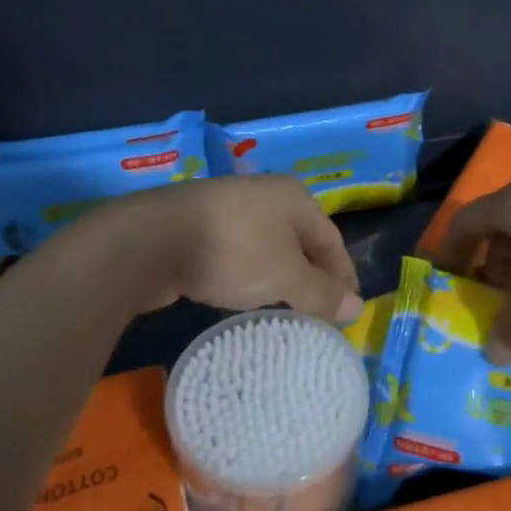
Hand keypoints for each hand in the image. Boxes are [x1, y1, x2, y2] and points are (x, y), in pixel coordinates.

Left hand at [85, 175, 363, 322]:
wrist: (152, 239)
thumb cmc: (234, 251)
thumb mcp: (285, 276)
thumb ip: (321, 293)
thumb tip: (358, 308)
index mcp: (295, 197)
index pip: (332, 241)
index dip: (344, 277)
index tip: (350, 312)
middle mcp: (266, 195)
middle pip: (301, 243)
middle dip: (312, 279)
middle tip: (320, 315)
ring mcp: (230, 208)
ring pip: (268, 249)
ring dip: (280, 279)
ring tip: (287, 311)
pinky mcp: (200, 226)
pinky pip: (239, 255)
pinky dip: (249, 277)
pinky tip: (245, 299)